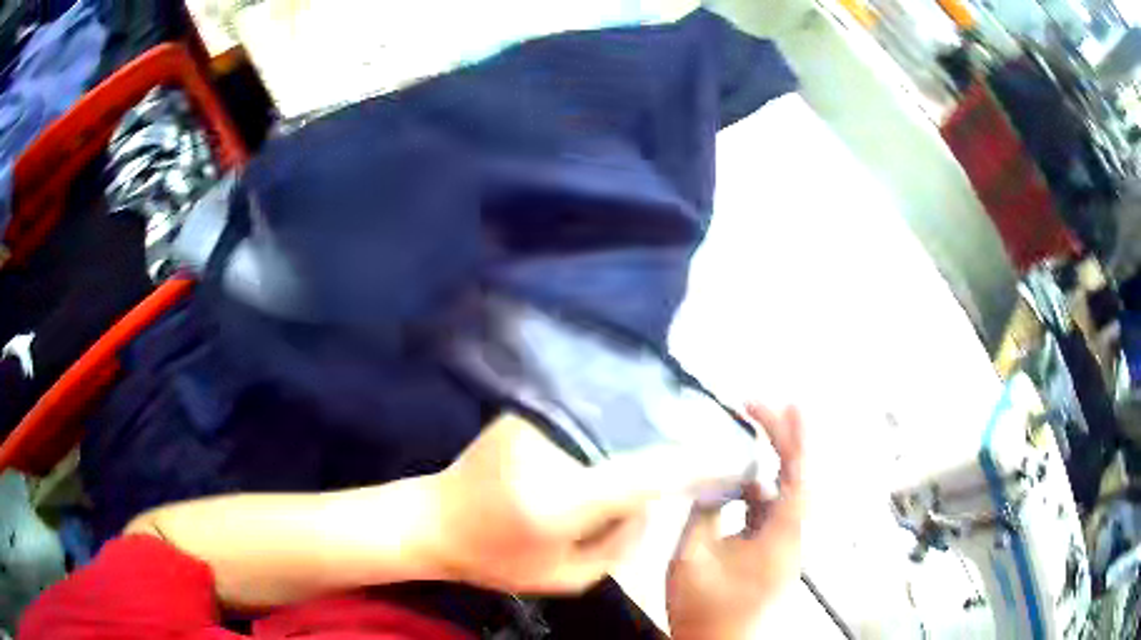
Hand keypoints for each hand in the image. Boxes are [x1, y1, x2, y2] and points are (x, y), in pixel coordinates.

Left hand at [424, 413, 736, 593]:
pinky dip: (618, 420)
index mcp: (561, 498)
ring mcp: (537, 421)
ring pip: (614, 417)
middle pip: (635, 436)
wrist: (437, 519)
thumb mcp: (566, 577)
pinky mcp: (529, 411)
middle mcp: (552, 448)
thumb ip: (624, 544)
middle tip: (710, 447)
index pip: (645, 475)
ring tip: (680, 434)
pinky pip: (589, 413)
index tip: (731, 458)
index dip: (695, 464)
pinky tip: (632, 430)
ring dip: (649, 426)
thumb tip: (661, 499)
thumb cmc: (497, 559)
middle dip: (677, 440)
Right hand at [666, 404, 806, 639]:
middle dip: (783, 436)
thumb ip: (703, 512)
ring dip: (771, 458)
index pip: (798, 479)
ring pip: (786, 489)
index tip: (787, 404)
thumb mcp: (690, 559)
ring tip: (753, 426)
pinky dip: (759, 486)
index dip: (797, 439)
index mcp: (780, 539)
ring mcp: (785, 541)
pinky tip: (739, 477)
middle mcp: (792, 535)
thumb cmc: (702, 607)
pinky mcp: (775, 547)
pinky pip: (772, 507)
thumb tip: (713, 478)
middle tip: (760, 404)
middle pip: (797, 476)